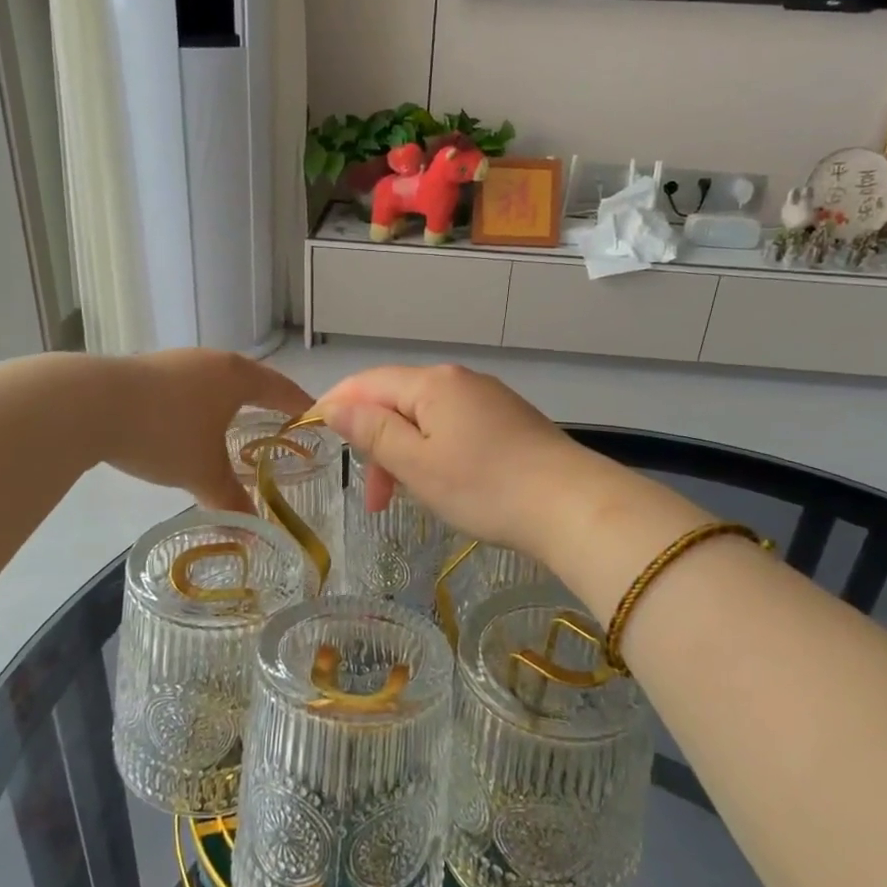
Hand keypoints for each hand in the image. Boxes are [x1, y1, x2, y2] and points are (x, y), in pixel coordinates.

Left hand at [95, 350, 312, 512]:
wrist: (88, 405)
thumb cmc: (164, 433)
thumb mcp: (203, 473)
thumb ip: (232, 501)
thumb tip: (254, 534)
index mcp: (236, 376)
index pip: (280, 388)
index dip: (300, 405)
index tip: (315, 417)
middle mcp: (211, 361)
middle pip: (249, 381)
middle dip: (265, 403)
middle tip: (279, 425)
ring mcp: (176, 362)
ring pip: (214, 383)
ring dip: (228, 404)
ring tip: (234, 428)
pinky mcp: (145, 371)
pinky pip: (187, 388)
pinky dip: (198, 407)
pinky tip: (188, 427)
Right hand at [316, 364, 604, 563]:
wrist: (572, 506)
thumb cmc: (485, 486)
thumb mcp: (417, 464)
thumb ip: (373, 432)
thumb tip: (335, 406)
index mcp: (433, 383)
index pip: (368, 383)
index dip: (337, 405)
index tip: (315, 435)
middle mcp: (460, 380)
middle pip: (398, 402)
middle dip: (376, 444)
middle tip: (375, 501)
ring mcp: (489, 399)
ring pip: (427, 419)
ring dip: (405, 455)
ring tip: (408, 498)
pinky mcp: (510, 421)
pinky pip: (454, 429)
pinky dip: (434, 454)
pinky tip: (443, 484)